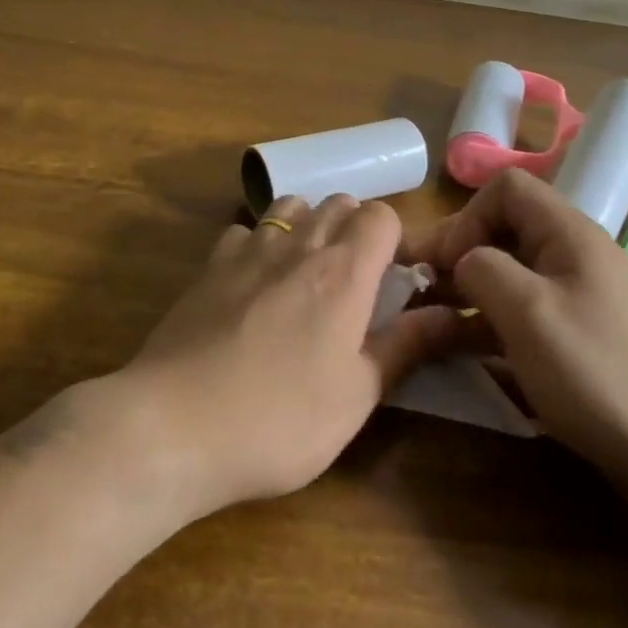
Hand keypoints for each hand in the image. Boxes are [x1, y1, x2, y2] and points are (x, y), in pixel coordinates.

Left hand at [112, 195, 456, 518]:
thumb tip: (453, 315)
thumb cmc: (280, 419)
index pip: (382, 215)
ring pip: (290, 205)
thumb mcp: (357, 395)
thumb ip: (406, 346)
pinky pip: (244, 231)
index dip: (395, 239)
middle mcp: (298, 244)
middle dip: (355, 229)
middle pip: (338, 202)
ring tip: (307, 273)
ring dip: (308, 225)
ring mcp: (247, 250)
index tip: (396, 280)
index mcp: (344, 272)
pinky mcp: (208, 266)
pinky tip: (253, 282)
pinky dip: (259, 243)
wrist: (174, 425)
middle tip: (356, 282)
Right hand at [409, 169, 627, 493]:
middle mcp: (572, 255)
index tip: (444, 264)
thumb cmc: (599, 371)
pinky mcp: (576, 336)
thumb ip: (482, 269)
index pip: (506, 189)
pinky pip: (521, 312)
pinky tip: (462, 351)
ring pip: (508, 275)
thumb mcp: (528, 312)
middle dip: (456, 254)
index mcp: (568, 234)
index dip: (466, 217)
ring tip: (427, 322)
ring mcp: (577, 298)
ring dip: (466, 292)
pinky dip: (487, 323)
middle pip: (503, 231)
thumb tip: (462, 262)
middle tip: (416, 291)